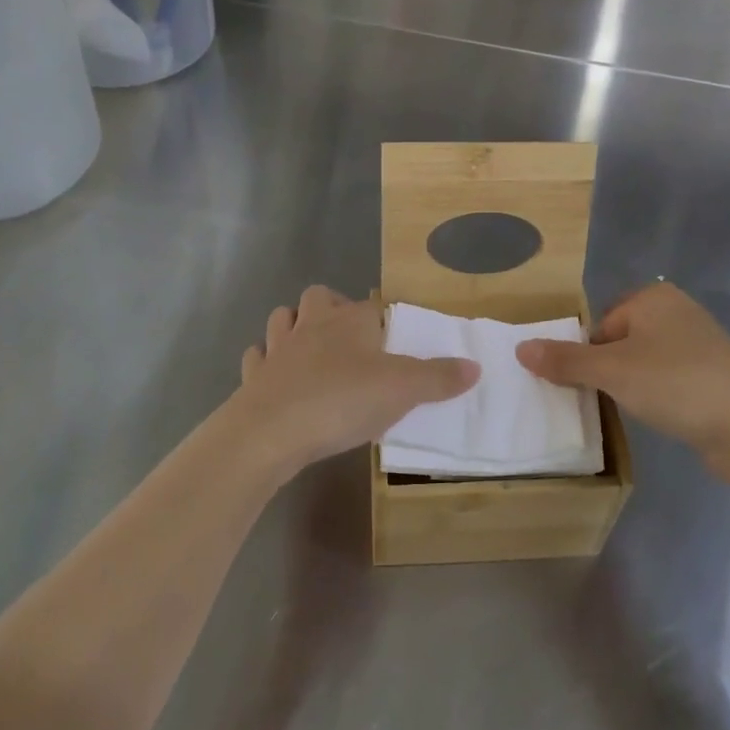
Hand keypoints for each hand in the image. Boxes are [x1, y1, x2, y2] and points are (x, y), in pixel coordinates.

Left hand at [225, 286, 478, 478]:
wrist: (271, 431)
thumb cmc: (342, 400)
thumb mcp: (403, 390)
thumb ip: (439, 377)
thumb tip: (475, 366)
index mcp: (350, 320)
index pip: (371, 306)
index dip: (382, 319)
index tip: (392, 340)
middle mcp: (312, 324)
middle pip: (318, 298)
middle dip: (330, 309)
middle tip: (348, 339)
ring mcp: (278, 349)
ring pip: (282, 319)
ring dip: (293, 327)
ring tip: (311, 350)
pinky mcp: (254, 377)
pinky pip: (258, 358)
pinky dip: (266, 363)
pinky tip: (276, 378)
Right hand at [515, 282, 729, 482]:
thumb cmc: (675, 384)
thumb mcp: (611, 371)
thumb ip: (565, 360)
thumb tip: (520, 348)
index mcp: (652, 297)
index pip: (599, 325)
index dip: (588, 356)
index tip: (591, 386)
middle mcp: (677, 311)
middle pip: (620, 342)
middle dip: (609, 371)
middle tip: (607, 400)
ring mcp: (699, 344)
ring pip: (644, 363)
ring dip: (633, 386)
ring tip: (634, 410)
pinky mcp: (713, 375)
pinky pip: (669, 380)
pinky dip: (659, 396)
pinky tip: (661, 416)